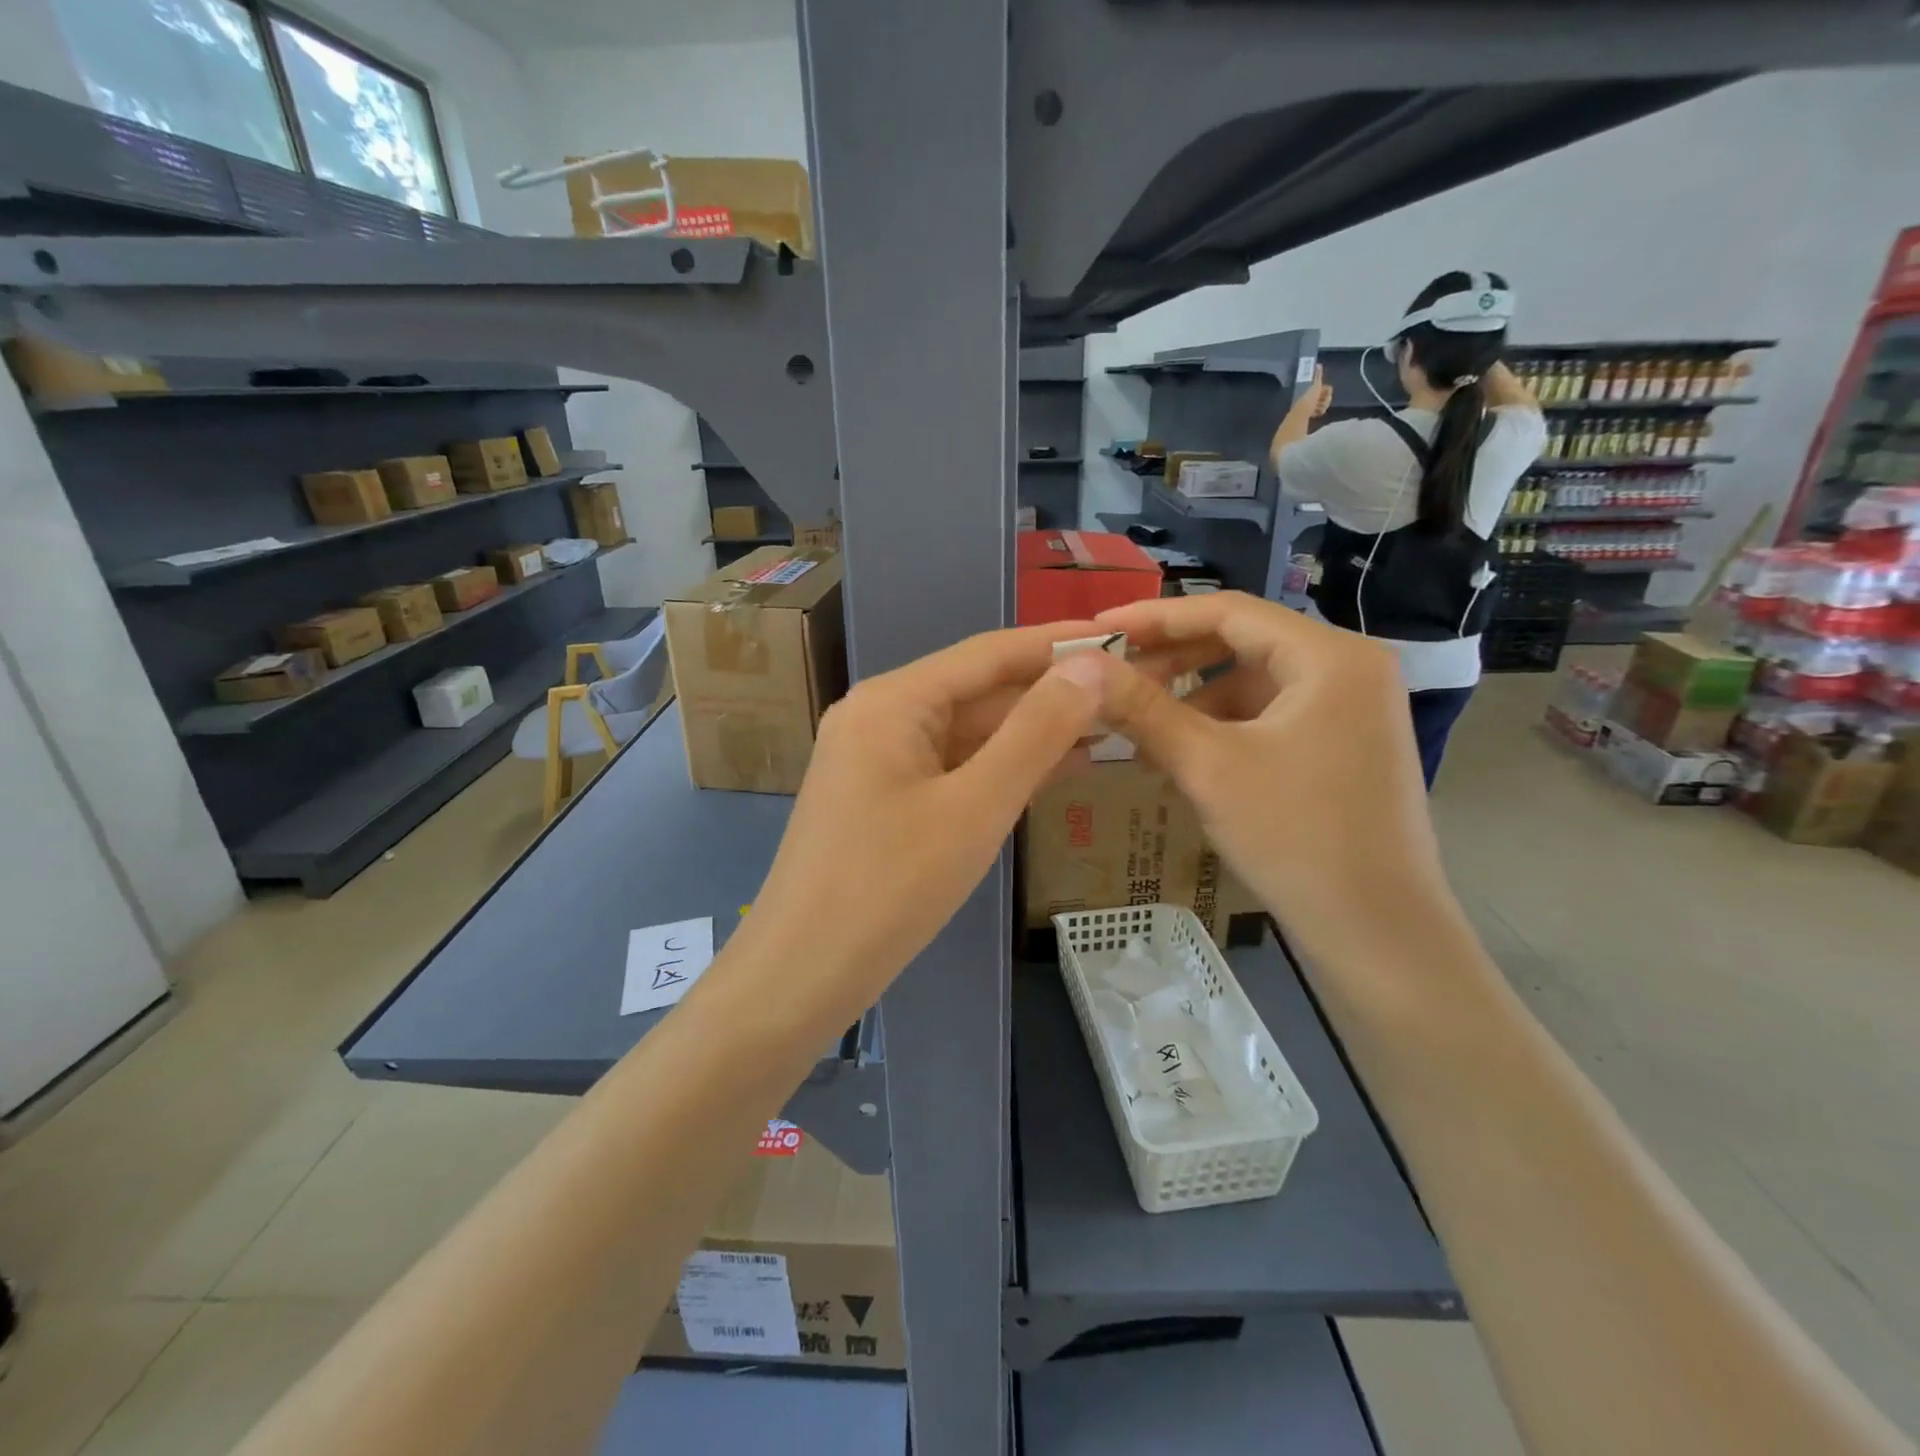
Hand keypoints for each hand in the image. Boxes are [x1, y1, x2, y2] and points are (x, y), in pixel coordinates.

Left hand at [732, 623, 1107, 1034]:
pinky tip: (1056, 769)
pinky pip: (952, 767)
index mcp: (894, 701)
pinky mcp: (883, 796)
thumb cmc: (890, 888)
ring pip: (969, 731)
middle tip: (1127, 690)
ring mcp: (878, 757)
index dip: (1057, 643)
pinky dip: (1001, 767)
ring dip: (1032, 732)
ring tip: (1110, 726)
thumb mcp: (975, 807)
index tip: (1121, 635)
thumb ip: (1036, 733)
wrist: (802, 974)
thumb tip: (1090, 666)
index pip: (989, 653)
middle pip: (979, 690)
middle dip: (1050, 692)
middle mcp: (880, 715)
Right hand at [1071, 592, 1449, 965]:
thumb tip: (1081, 666)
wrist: (1378, 933)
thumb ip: (1143, 709)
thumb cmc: (1296, 837)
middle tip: (1110, 679)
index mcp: (1330, 656)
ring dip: (1191, 701)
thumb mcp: (1209, 766)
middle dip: (1172, 662)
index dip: (1156, 617)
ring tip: (1136, 730)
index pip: (1229, 612)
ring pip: (1251, 683)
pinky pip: (1268, 716)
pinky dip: (1221, 729)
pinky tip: (1178, 757)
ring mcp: (1350, 708)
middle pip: (1241, 644)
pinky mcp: (1342, 744)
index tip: (1098, 629)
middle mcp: (1349, 668)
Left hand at [1303, 363, 1332, 416]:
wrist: (1302, 412)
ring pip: (1324, 405)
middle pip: (1326, 397)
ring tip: (1318, 409)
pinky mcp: (1310, 413)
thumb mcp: (1315, 385)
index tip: (1325, 394)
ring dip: (1323, 406)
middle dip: (1326, 400)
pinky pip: (1320, 412)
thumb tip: (1318, 364)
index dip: (1327, 392)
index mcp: (1312, 389)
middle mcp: (1311, 396)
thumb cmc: (1309, 398)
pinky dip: (1320, 412)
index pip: (1327, 389)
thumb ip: (1317, 376)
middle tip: (1322, 403)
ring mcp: (1311, 405)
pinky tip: (1316, 413)